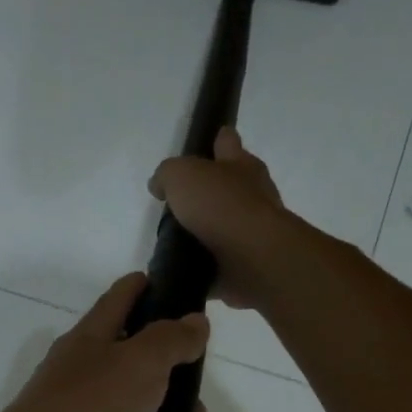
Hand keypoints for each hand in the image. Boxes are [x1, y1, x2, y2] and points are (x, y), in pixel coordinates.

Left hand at [0, 273, 211, 411]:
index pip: (120, 299)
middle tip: (198, 411)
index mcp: (90, 343)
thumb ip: (170, 340)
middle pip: (137, 372)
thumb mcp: (136, 364)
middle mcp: (84, 381)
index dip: (148, 288)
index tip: (180, 290)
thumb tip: (195, 321)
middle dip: (175, 390)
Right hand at [148, 127, 288, 310]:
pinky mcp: (245, 264)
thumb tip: (160, 185)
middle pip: (228, 186)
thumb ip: (167, 175)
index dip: (215, 142)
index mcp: (241, 165)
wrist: (252, 257)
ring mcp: (251, 232)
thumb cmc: (220, 206)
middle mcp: (252, 195)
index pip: (227, 142)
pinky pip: (219, 262)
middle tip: (178, 204)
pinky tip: (184, 269)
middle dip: (208, 193)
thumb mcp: (182, 176)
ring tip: (174, 241)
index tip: (201, 149)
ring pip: (223, 227)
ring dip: (205, 233)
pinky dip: (204, 265)